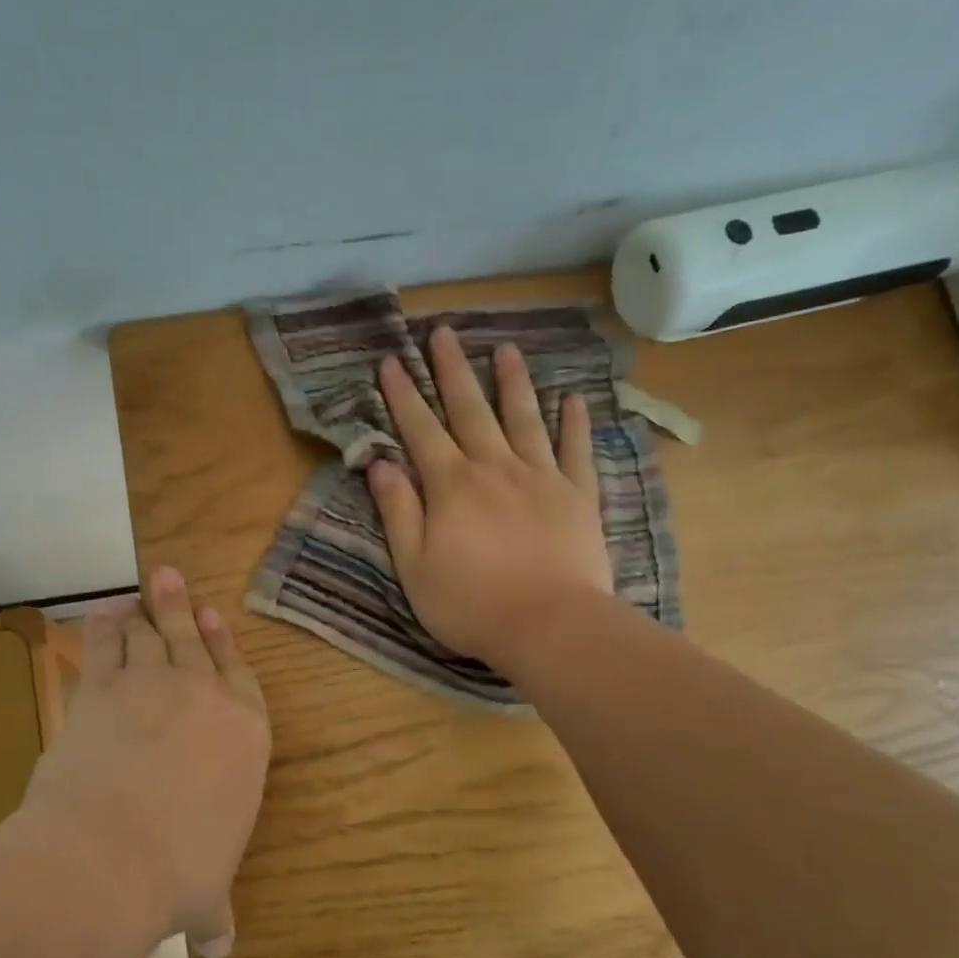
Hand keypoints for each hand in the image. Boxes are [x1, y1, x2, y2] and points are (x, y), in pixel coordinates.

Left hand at [21, 568, 269, 957]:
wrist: (110, 855)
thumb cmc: (179, 873)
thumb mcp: (206, 894)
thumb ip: (215, 908)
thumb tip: (223, 946)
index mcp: (244, 734)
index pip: (239, 676)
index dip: (225, 645)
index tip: (214, 618)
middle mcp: (202, 697)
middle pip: (192, 639)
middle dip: (181, 607)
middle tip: (170, 577)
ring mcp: (149, 686)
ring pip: (148, 634)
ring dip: (144, 611)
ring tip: (139, 591)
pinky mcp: (100, 690)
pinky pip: (103, 645)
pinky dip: (102, 627)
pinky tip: (101, 614)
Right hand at [367, 324, 611, 671]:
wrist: (550, 626)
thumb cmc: (471, 603)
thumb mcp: (414, 566)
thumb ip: (398, 511)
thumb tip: (380, 463)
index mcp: (451, 485)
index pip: (420, 430)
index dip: (403, 395)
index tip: (391, 361)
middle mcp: (494, 468)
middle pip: (470, 409)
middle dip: (452, 369)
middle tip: (443, 332)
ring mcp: (541, 477)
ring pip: (523, 418)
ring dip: (512, 381)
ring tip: (506, 347)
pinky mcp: (577, 495)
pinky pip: (576, 450)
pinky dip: (574, 422)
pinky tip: (573, 398)